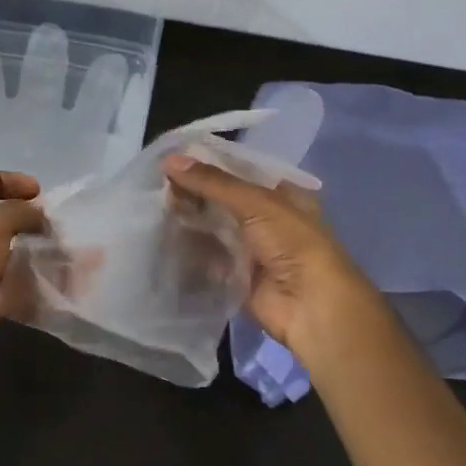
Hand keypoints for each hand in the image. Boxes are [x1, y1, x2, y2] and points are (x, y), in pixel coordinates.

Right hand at [162, 153, 383, 363]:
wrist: (310, 305)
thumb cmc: (292, 242)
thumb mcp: (256, 202)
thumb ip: (212, 182)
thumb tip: (169, 160)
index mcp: (281, 195)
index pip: (238, 172)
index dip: (208, 165)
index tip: (172, 160)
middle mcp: (267, 219)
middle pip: (223, 200)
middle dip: (195, 193)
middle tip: (159, 186)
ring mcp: (251, 249)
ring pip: (214, 228)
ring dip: (190, 220)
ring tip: (155, 207)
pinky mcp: (237, 276)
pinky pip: (209, 258)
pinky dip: (190, 249)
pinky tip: (164, 236)